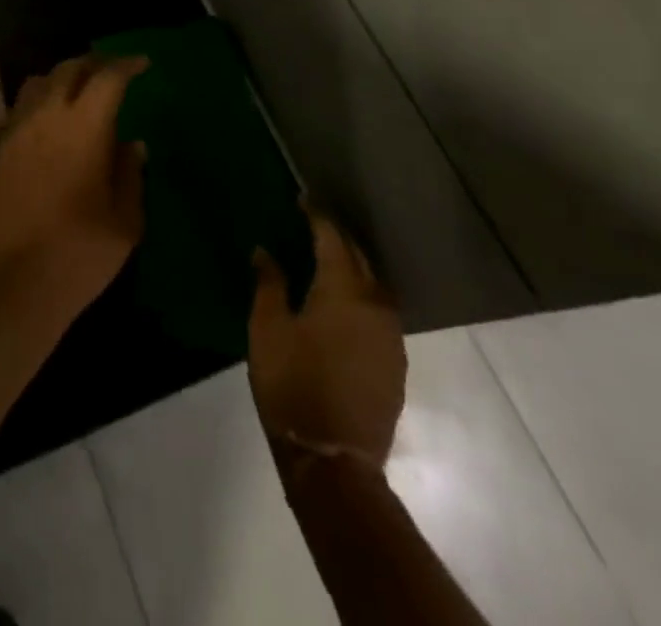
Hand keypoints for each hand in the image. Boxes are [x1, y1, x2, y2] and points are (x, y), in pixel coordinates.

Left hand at [0, 55, 148, 318]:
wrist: (12, 283)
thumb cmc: (80, 254)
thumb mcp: (125, 221)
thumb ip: (130, 174)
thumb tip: (131, 144)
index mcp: (84, 127)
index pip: (107, 77)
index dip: (126, 65)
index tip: (142, 64)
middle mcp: (46, 117)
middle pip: (68, 69)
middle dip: (93, 64)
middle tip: (112, 73)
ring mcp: (17, 132)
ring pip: (38, 83)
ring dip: (62, 78)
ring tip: (79, 93)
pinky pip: (20, 109)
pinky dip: (40, 102)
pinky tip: (51, 126)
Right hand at [248, 209, 405, 477]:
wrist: (334, 461)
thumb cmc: (292, 385)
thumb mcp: (267, 329)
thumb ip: (269, 284)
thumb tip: (265, 251)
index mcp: (343, 289)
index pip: (331, 237)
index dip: (316, 215)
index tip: (302, 198)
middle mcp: (374, 304)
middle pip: (358, 257)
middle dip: (337, 236)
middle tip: (313, 223)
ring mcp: (390, 335)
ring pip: (373, 284)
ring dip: (353, 265)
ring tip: (329, 258)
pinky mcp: (395, 362)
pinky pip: (379, 311)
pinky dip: (362, 295)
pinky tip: (344, 302)